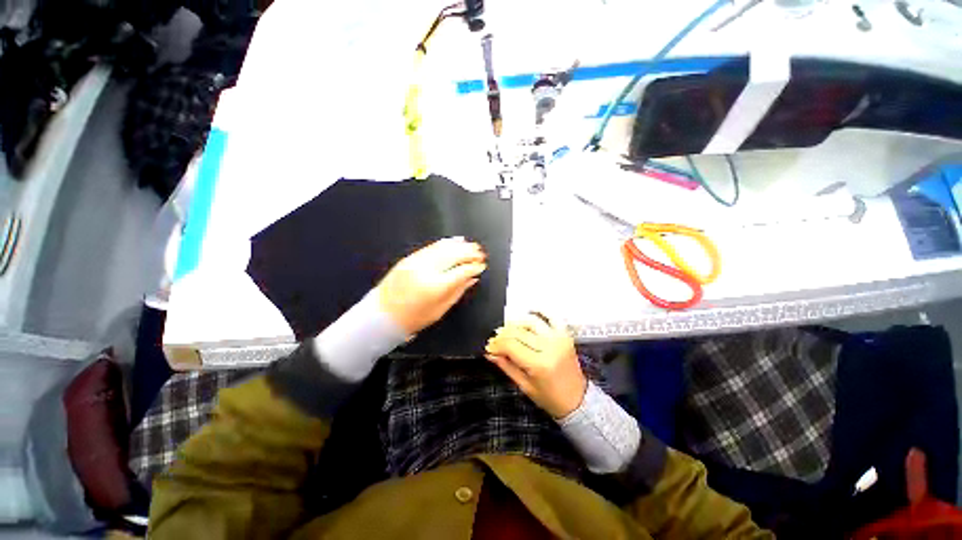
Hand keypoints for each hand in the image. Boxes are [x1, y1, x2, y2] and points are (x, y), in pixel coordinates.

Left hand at [377, 237, 486, 334]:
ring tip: (471, 246)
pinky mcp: (410, 258)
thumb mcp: (440, 309)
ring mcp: (417, 261)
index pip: (461, 271)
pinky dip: (445, 243)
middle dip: (470, 252)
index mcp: (436, 286)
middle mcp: (426, 269)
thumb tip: (472, 278)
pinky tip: (454, 242)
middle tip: (480, 253)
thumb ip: (458, 291)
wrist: (382, 315)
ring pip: (443, 247)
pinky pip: (431, 246)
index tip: (481, 266)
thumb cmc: (414, 318)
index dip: (474, 267)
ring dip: (460, 245)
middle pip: (454, 254)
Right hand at [485, 314, 587, 418]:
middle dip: (502, 335)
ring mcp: (558, 338)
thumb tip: (490, 353)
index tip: (489, 347)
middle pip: (518, 332)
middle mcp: (549, 347)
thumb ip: (506, 366)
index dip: (496, 344)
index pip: (510, 345)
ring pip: (531, 321)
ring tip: (508, 330)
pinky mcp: (565, 335)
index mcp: (539, 364)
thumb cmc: (550, 398)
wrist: (578, 400)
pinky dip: (541, 311)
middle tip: (495, 340)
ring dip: (516, 323)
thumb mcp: (524, 386)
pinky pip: (552, 316)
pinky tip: (530, 311)